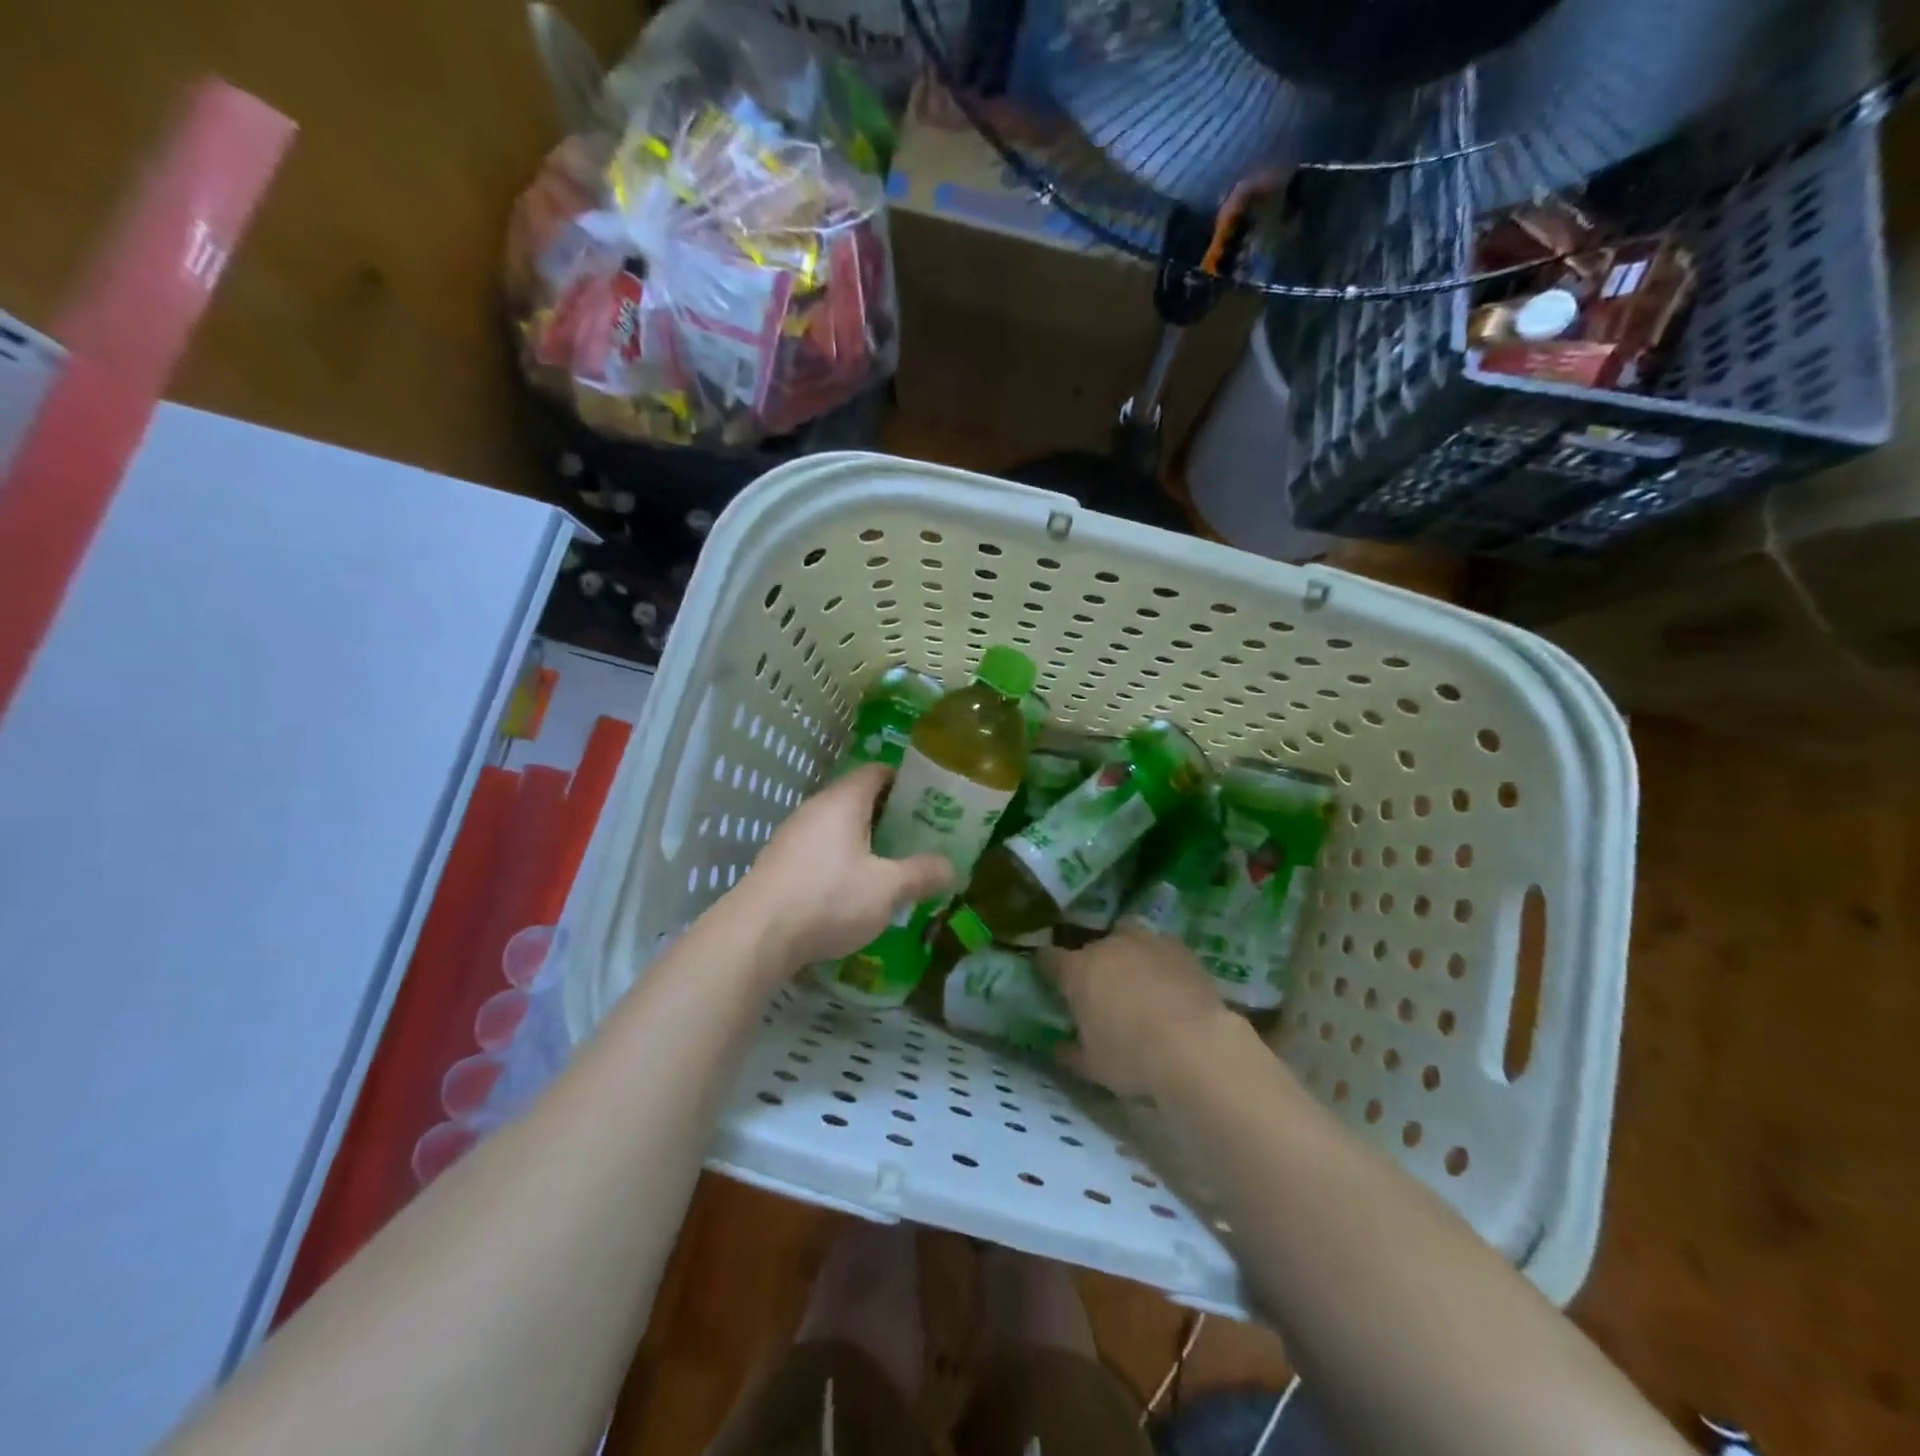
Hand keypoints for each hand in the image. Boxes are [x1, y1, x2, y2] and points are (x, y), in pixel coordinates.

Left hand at [741, 764, 951, 970]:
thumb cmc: (829, 898)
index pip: (876, 772)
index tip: (928, 799)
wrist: (757, 935)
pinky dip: (841, 860)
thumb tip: (951, 867)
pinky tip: (853, 889)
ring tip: (891, 864)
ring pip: (836, 827)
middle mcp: (815, 809)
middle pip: (857, 799)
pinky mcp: (779, 864)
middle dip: (888, 815)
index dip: (904, 780)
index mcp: (843, 801)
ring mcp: (792, 836)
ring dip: (863, 841)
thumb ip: (921, 874)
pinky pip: (819, 850)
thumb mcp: (887, 888)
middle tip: (918, 835)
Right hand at [1039, 923, 1251, 1096]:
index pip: (1049, 958)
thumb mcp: (1093, 1067)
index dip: (1046, 966)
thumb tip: (1059, 1048)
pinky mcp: (1180, 948)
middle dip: (1093, 962)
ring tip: (1136, 978)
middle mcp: (1108, 946)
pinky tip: (1169, 982)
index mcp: (1078, 971)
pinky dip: (1159, 961)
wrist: (1196, 1046)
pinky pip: (1161, 948)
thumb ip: (1071, 1053)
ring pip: (1127, 936)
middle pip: (1092, 946)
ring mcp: (1146, 942)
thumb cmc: (1133, 1058)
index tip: (1047, 976)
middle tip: (1100, 988)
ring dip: (1126, 953)